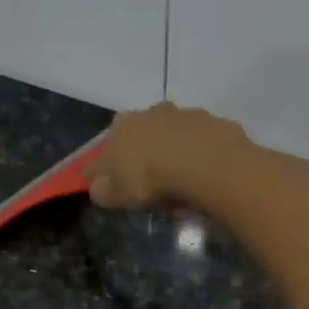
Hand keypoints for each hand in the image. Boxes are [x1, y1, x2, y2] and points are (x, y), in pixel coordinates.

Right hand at [85, 102, 248, 210]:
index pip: (104, 150)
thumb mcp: (116, 195)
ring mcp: (181, 114)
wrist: (203, 163)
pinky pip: (198, 141)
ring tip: (179, 181)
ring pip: (171, 135)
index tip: (113, 186)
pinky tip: (201, 173)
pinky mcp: (210, 121)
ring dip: (172, 152)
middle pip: (140, 136)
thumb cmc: (150, 179)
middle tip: (151, 184)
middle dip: (142, 156)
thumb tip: (97, 185)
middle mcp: (149, 112)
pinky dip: (197, 154)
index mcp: (120, 127)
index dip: (106, 169)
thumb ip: (101, 190)